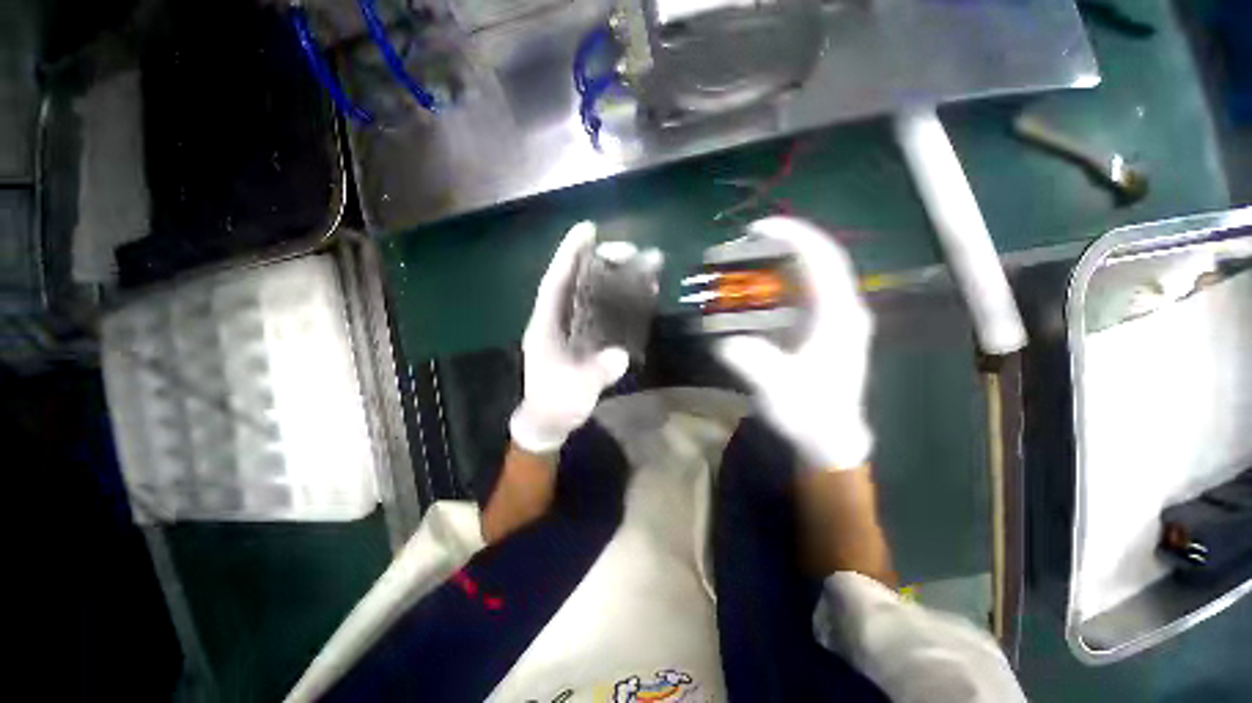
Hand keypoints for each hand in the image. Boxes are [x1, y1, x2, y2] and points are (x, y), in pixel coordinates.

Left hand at [509, 222, 630, 453]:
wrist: (552, 419)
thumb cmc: (556, 403)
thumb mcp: (574, 391)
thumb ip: (595, 373)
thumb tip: (620, 355)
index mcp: (546, 325)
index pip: (556, 282)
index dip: (569, 254)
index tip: (587, 229)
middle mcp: (558, 319)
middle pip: (578, 281)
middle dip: (600, 262)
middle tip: (628, 251)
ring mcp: (573, 327)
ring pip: (592, 293)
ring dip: (613, 277)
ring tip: (638, 264)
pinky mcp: (586, 337)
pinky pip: (603, 311)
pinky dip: (619, 299)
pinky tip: (637, 293)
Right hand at [715, 217, 873, 470]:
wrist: (828, 438)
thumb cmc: (809, 413)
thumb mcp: (777, 389)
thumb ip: (752, 362)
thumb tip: (725, 342)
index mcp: (839, 316)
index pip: (822, 260)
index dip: (793, 235)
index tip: (758, 227)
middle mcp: (843, 310)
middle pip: (819, 261)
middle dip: (785, 243)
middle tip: (747, 241)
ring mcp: (836, 320)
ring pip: (813, 276)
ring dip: (783, 261)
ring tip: (750, 259)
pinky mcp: (825, 330)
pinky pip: (805, 293)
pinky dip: (782, 283)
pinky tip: (759, 289)